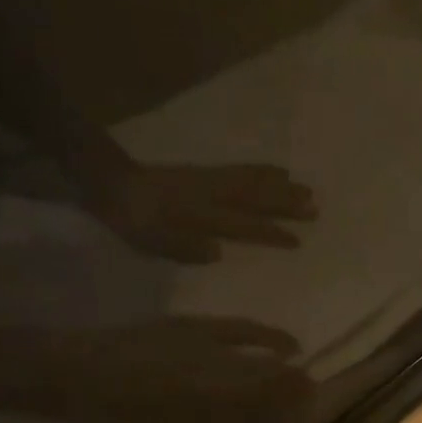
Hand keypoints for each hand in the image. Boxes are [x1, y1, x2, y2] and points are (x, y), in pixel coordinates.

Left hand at [90, 163, 316, 262]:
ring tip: (305, 189)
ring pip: (251, 181)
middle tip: (314, 208)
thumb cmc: (130, 218)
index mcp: (199, 213)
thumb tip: (217, 252)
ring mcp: (209, 179)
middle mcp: (210, 193)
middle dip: (285, 203)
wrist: (106, 180)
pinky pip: (240, 170)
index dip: (269, 232)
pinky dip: (262, 171)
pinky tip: (276, 171)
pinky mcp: (204, 172)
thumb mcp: (150, 239)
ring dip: (279, 186)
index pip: (242, 224)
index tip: (297, 240)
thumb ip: (182, 247)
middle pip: (254, 197)